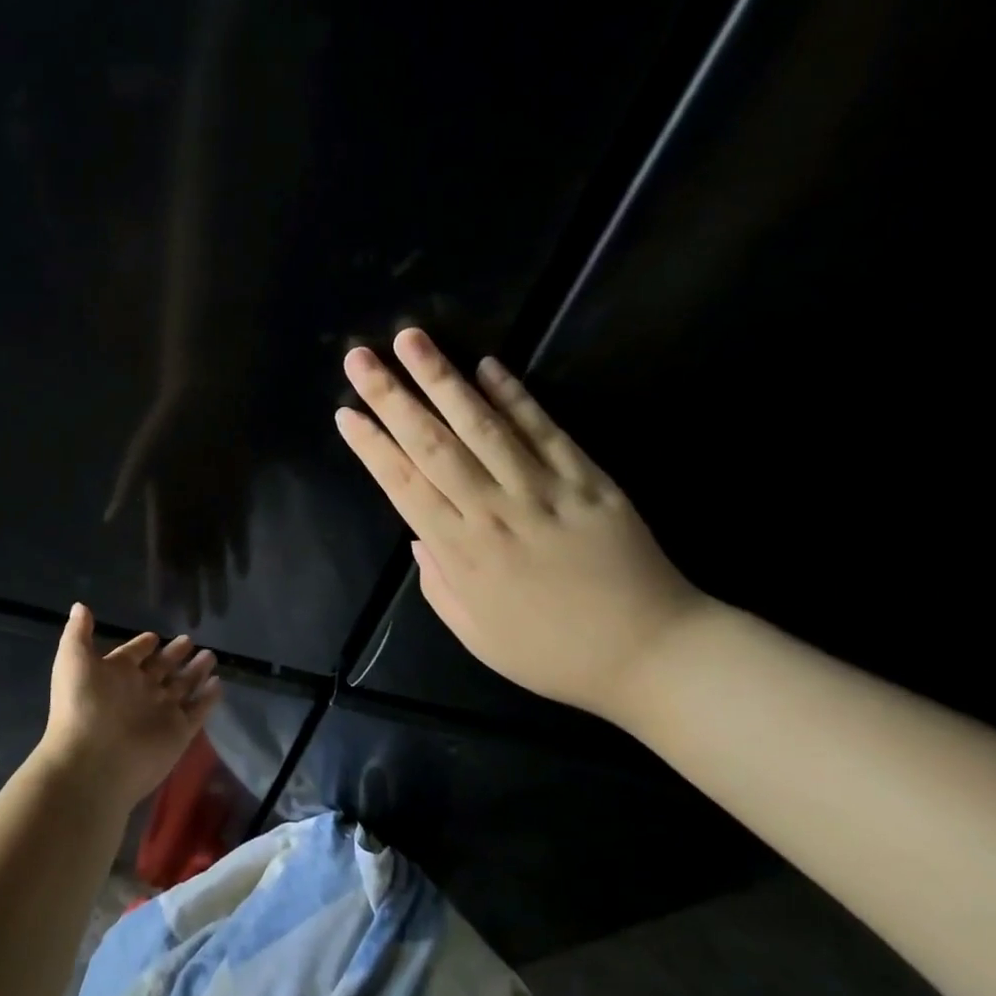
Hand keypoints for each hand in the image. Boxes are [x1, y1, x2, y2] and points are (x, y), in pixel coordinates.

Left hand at [36, 603, 220, 814]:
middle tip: (189, 640)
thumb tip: (80, 606)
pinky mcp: (178, 733)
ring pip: (182, 687)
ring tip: (211, 655)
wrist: (93, 761)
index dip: (142, 645)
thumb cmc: (81, 705)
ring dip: (195, 671)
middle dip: (174, 655)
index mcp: (114, 675)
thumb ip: (78, 632)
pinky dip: (208, 698)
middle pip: (161, 669)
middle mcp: (139, 692)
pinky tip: (219, 683)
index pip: (132, 655)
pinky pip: (197, 711)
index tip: (154, 636)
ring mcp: (160, 713)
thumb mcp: (73, 660)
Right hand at [105, 379, 254, 623]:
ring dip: (216, 580)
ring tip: (218, 609)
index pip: (160, 552)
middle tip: (194, 623)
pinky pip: (238, 533)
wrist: (206, 402)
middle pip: (189, 562)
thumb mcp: (142, 455)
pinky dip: (239, 552)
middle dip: (191, 592)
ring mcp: (213, 509)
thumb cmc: (168, 426)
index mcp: (162, 508)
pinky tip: (240, 573)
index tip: (159, 605)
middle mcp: (187, 515)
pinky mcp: (235, 499)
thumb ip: (128, 487)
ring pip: (214, 554)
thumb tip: (108, 517)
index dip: (160, 579)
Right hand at [334, 328, 707, 719]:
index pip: (403, 486)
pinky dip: (515, 396)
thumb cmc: (551, 652)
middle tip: (361, 357)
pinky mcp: (588, 479)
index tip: (345, 413)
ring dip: (443, 379)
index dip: (371, 447)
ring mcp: (542, 491)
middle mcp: (493, 512)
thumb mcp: (476, 635)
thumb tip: (418, 537)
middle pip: (432, 444)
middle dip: (392, 397)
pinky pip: (545, 430)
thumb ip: (439, 584)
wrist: (649, 655)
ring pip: (482, 425)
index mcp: (461, 553)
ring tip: (413, 340)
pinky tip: (488, 365)